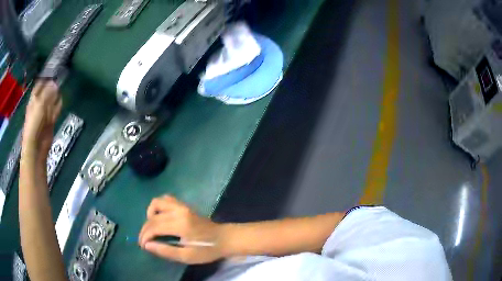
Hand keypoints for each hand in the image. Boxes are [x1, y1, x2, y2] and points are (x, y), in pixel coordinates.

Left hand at [22, 80, 61, 160]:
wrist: (36, 146)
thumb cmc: (34, 123)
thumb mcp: (39, 105)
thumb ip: (47, 93)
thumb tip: (55, 83)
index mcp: (34, 99)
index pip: (39, 85)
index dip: (45, 77)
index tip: (54, 70)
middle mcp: (39, 104)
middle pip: (47, 91)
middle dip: (53, 85)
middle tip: (61, 75)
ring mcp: (45, 112)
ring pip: (52, 100)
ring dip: (56, 94)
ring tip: (63, 84)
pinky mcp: (51, 120)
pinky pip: (56, 109)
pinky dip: (59, 104)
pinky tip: (62, 99)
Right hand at [139, 195, 223, 263]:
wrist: (224, 238)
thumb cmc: (207, 250)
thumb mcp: (187, 256)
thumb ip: (165, 251)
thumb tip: (147, 245)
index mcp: (180, 224)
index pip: (154, 227)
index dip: (145, 236)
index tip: (142, 246)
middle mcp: (179, 211)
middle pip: (153, 217)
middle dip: (145, 229)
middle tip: (144, 241)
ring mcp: (182, 205)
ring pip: (157, 202)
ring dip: (150, 215)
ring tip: (151, 229)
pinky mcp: (184, 205)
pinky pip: (165, 200)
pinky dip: (158, 207)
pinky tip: (160, 218)